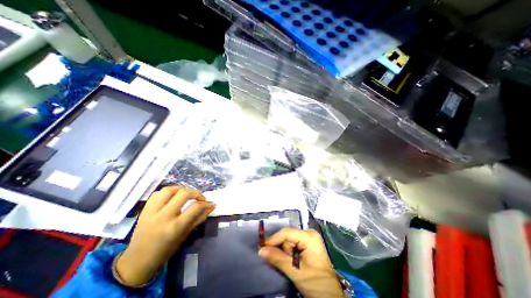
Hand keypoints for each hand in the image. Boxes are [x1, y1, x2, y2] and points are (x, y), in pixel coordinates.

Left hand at [116, 186, 214, 285]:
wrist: (138, 261)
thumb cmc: (166, 250)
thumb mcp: (186, 234)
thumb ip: (200, 218)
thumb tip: (211, 206)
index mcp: (175, 227)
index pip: (195, 207)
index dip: (206, 203)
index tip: (210, 203)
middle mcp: (163, 216)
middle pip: (183, 194)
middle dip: (195, 193)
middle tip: (200, 198)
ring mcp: (152, 212)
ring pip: (169, 190)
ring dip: (181, 189)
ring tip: (186, 194)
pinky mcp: (144, 210)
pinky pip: (157, 193)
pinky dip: (168, 192)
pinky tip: (173, 196)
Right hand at [258, 226, 341, 296]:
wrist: (330, 296)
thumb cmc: (316, 283)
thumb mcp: (296, 271)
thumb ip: (278, 258)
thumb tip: (261, 250)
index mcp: (309, 236)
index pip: (286, 233)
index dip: (273, 239)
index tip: (262, 248)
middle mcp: (309, 233)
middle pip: (287, 236)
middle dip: (282, 249)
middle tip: (285, 263)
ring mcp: (309, 238)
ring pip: (289, 241)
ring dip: (286, 252)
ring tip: (293, 265)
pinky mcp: (308, 244)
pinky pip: (293, 244)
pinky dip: (289, 253)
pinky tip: (293, 261)